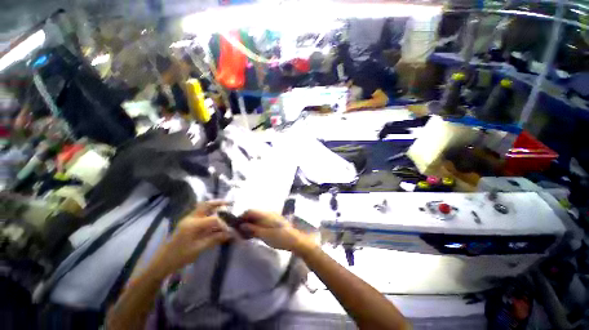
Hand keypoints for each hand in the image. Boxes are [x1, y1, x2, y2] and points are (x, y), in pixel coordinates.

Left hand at [149, 201, 231, 277]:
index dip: (223, 224)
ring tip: (224, 207)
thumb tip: (230, 234)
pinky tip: (214, 216)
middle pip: (206, 205)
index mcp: (193, 225)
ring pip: (202, 207)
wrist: (162, 262)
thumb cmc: (180, 257)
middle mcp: (190, 218)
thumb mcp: (199, 249)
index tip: (229, 231)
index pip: (213, 219)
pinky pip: (200, 213)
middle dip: (219, 203)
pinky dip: (209, 212)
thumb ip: (215, 239)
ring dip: (214, 206)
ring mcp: (187, 219)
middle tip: (229, 203)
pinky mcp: (186, 223)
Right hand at [239, 210, 316, 254]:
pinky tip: (254, 235)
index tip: (235, 227)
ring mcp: (271, 217)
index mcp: (264, 214)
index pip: (249, 211)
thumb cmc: (279, 237)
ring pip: (257, 218)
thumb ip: (252, 229)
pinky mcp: (274, 222)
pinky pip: (262, 222)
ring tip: (245, 235)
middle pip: (253, 214)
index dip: (241, 218)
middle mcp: (267, 213)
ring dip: (250, 225)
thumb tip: (241, 225)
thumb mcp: (264, 235)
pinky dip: (256, 227)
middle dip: (245, 222)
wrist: (294, 239)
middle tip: (239, 233)